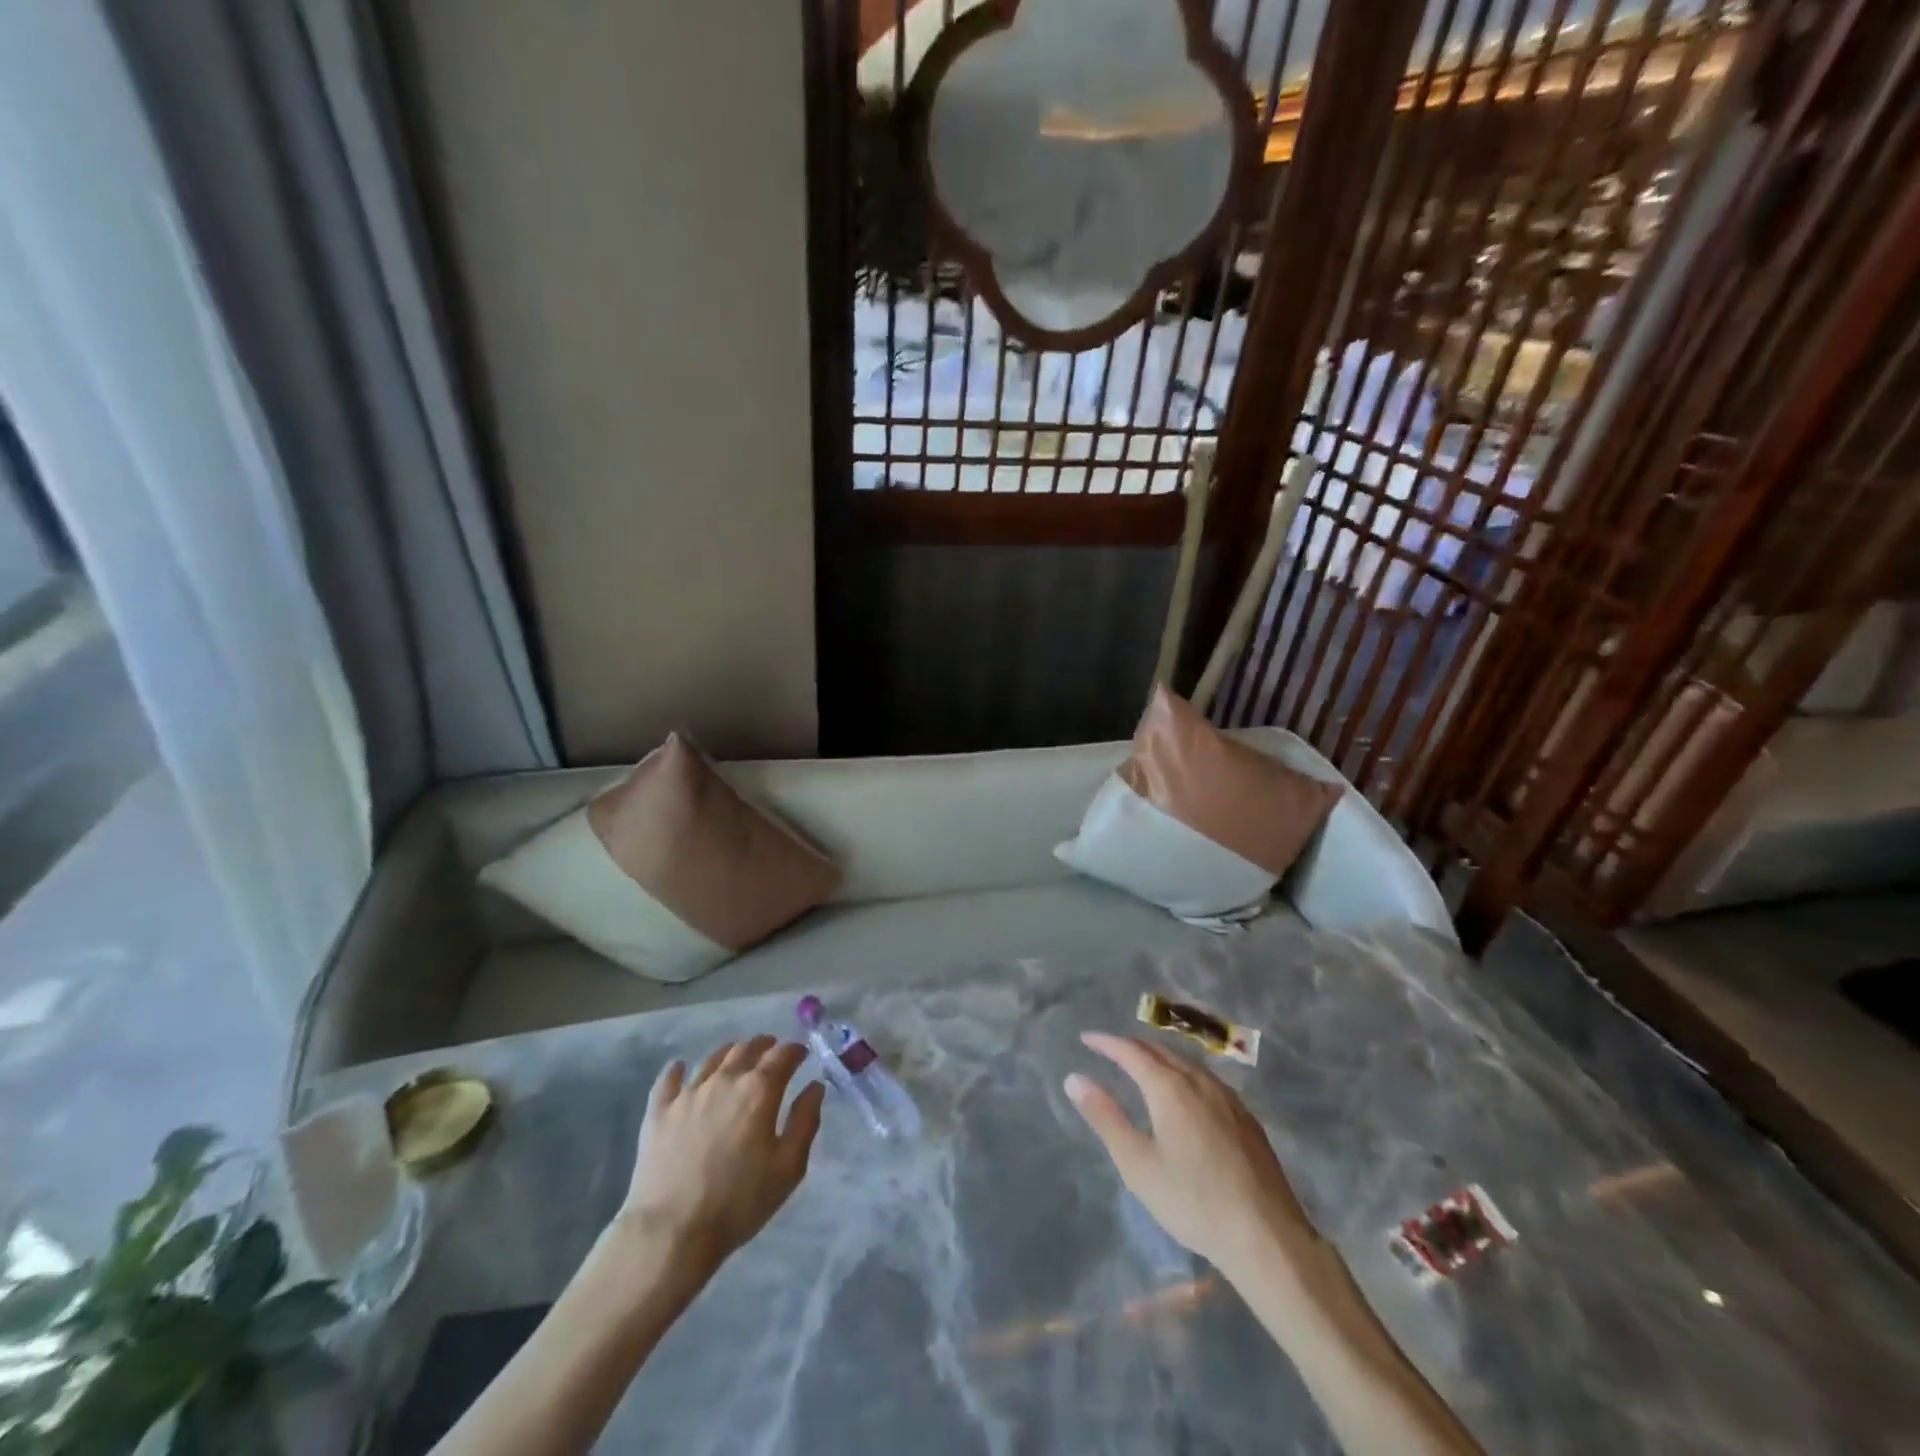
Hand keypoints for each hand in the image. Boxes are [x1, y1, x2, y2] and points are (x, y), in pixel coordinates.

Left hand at [618, 1036, 824, 1269]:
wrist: (671, 1232)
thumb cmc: (738, 1202)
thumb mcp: (788, 1168)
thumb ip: (805, 1121)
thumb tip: (814, 1087)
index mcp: (759, 1090)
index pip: (782, 1055)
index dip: (795, 1050)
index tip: (802, 1054)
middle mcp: (724, 1080)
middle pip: (747, 1048)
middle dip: (765, 1046)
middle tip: (773, 1052)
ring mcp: (687, 1093)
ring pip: (713, 1058)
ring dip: (731, 1052)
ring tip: (737, 1056)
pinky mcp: (658, 1111)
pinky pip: (668, 1078)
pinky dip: (678, 1068)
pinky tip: (680, 1067)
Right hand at [1066, 1032, 1314, 1276]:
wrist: (1266, 1236)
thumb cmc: (1193, 1201)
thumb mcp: (1138, 1165)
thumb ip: (1105, 1118)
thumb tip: (1074, 1079)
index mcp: (1171, 1088)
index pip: (1132, 1052)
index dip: (1106, 1043)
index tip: (1086, 1038)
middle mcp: (1200, 1082)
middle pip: (1161, 1051)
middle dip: (1132, 1046)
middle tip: (1110, 1049)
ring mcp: (1228, 1098)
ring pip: (1187, 1063)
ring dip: (1160, 1057)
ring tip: (1143, 1065)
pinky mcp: (1247, 1118)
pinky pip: (1207, 1080)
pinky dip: (1184, 1073)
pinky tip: (1186, 1093)